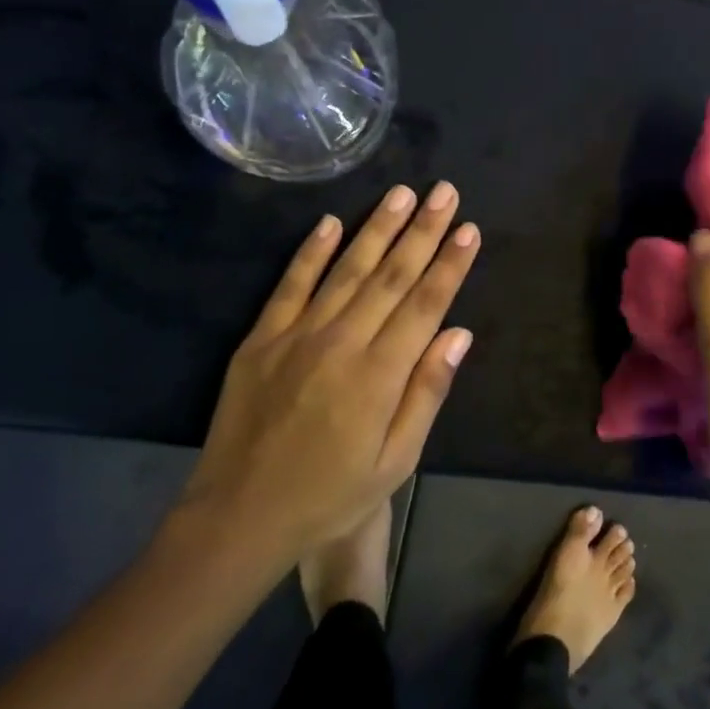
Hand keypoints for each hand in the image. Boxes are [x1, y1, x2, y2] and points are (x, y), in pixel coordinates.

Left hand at [170, 182, 480, 567]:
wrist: (240, 516)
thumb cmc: (330, 495)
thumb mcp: (396, 461)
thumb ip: (427, 393)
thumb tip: (459, 334)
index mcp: (380, 375)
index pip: (425, 305)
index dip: (450, 264)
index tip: (469, 229)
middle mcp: (342, 342)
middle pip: (391, 275)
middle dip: (423, 231)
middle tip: (445, 192)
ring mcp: (296, 335)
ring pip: (346, 269)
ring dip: (377, 228)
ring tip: (402, 193)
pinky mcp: (261, 338)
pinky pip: (290, 284)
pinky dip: (311, 251)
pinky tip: (330, 222)